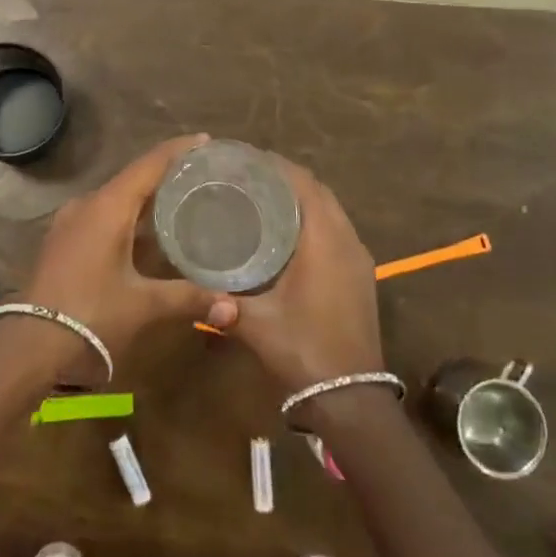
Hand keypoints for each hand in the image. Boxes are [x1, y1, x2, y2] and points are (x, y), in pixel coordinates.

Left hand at [20, 134, 231, 381]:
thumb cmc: (91, 315)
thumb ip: (188, 298)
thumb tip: (232, 305)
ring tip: (179, 198)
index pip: (149, 165)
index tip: (206, 141)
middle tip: (201, 173)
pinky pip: (102, 214)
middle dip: (166, 172)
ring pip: (115, 197)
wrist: (29, 345)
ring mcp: (70, 221)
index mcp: (108, 207)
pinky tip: (145, 231)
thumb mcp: (143, 305)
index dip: (178, 150)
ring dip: (145, 195)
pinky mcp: (63, 240)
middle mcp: (88, 204)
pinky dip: (128, 214)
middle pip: (133, 177)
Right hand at [210, 160, 382, 395]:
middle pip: (319, 192)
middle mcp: (346, 241)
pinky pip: (337, 230)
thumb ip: (224, 304)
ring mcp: (358, 259)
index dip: (278, 166)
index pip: (304, 185)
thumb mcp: (257, 324)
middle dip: (287, 178)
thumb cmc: (304, 350)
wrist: (351, 397)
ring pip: (331, 211)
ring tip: (264, 197)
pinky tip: (288, 233)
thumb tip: (195, 291)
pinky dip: (315, 219)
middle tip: (249, 177)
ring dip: (303, 198)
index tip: (247, 159)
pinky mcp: (360, 275)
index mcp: (324, 241)